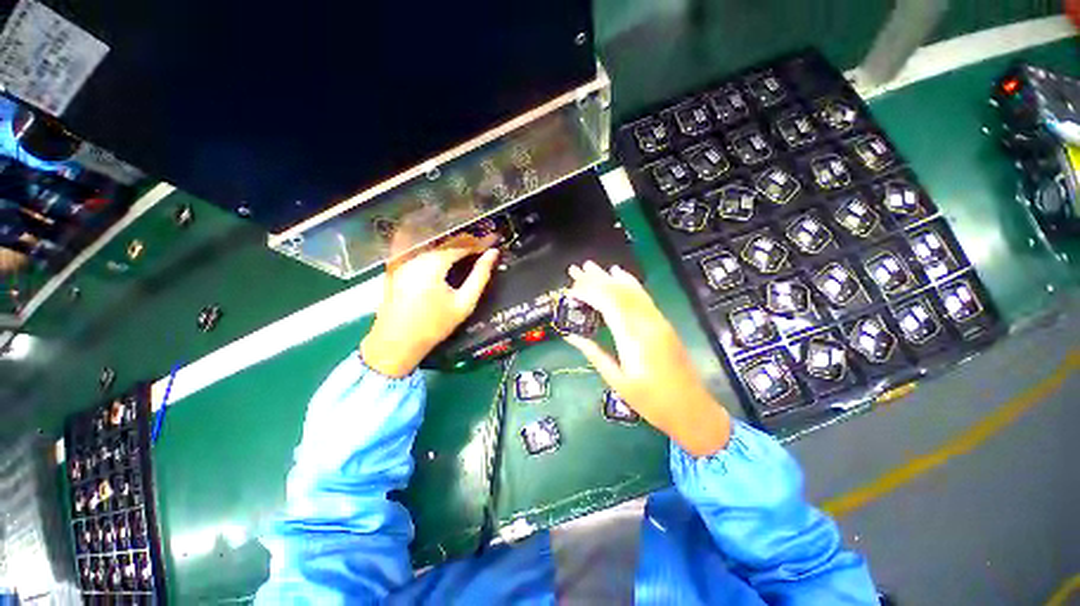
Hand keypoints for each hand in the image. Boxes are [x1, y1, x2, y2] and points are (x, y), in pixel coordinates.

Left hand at [361, 235, 499, 377]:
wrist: (396, 344)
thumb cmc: (435, 325)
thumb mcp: (464, 303)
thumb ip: (480, 276)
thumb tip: (493, 253)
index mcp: (433, 263)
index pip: (460, 246)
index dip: (477, 245)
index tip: (490, 245)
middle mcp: (416, 256)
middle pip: (444, 244)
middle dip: (463, 244)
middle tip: (480, 249)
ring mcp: (402, 262)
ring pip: (430, 248)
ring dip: (448, 248)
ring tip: (465, 254)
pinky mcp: (395, 270)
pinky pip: (418, 255)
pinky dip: (433, 254)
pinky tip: (442, 262)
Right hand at [564, 262, 730, 456]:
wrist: (692, 410)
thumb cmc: (652, 401)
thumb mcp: (618, 381)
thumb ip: (594, 354)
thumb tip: (572, 337)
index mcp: (634, 338)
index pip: (609, 304)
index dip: (589, 292)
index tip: (571, 289)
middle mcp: (647, 323)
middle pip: (619, 293)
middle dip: (595, 279)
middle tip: (576, 269)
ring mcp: (657, 321)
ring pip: (631, 291)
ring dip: (610, 277)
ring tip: (592, 267)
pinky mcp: (662, 323)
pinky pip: (643, 297)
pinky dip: (630, 283)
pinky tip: (621, 274)